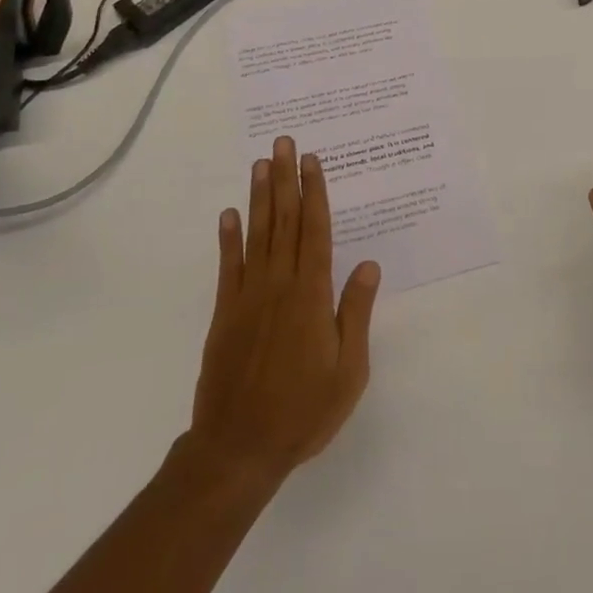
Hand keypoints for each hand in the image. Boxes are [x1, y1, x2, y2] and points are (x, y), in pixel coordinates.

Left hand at [189, 137, 380, 486]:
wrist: (237, 449)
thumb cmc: (303, 411)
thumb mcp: (348, 370)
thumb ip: (356, 313)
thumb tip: (368, 264)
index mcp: (311, 295)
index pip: (315, 231)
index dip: (315, 192)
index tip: (312, 161)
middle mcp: (279, 284)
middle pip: (284, 221)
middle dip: (286, 179)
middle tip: (284, 143)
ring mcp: (247, 296)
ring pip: (257, 234)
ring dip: (259, 197)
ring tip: (260, 164)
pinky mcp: (224, 313)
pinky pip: (228, 266)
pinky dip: (228, 238)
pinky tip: (229, 214)